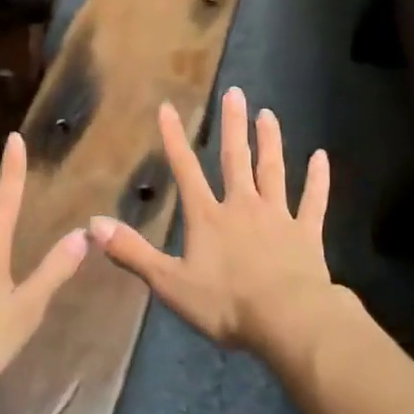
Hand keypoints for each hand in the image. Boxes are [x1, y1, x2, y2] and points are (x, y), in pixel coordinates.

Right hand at [88, 87, 337, 355]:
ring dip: (270, 142)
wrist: (287, 321)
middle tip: (235, 93)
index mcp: (208, 218)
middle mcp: (242, 207)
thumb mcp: (169, 282)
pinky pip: (313, 201)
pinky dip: (318, 179)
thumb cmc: (225, 304)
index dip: (175, 140)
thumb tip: (92, 225)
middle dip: (232, 126)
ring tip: (268, 114)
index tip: (168, 108)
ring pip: (273, 172)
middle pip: (235, 160)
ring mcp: (278, 217)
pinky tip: (321, 157)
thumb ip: (132, 252)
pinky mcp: (306, 234)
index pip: (186, 171)